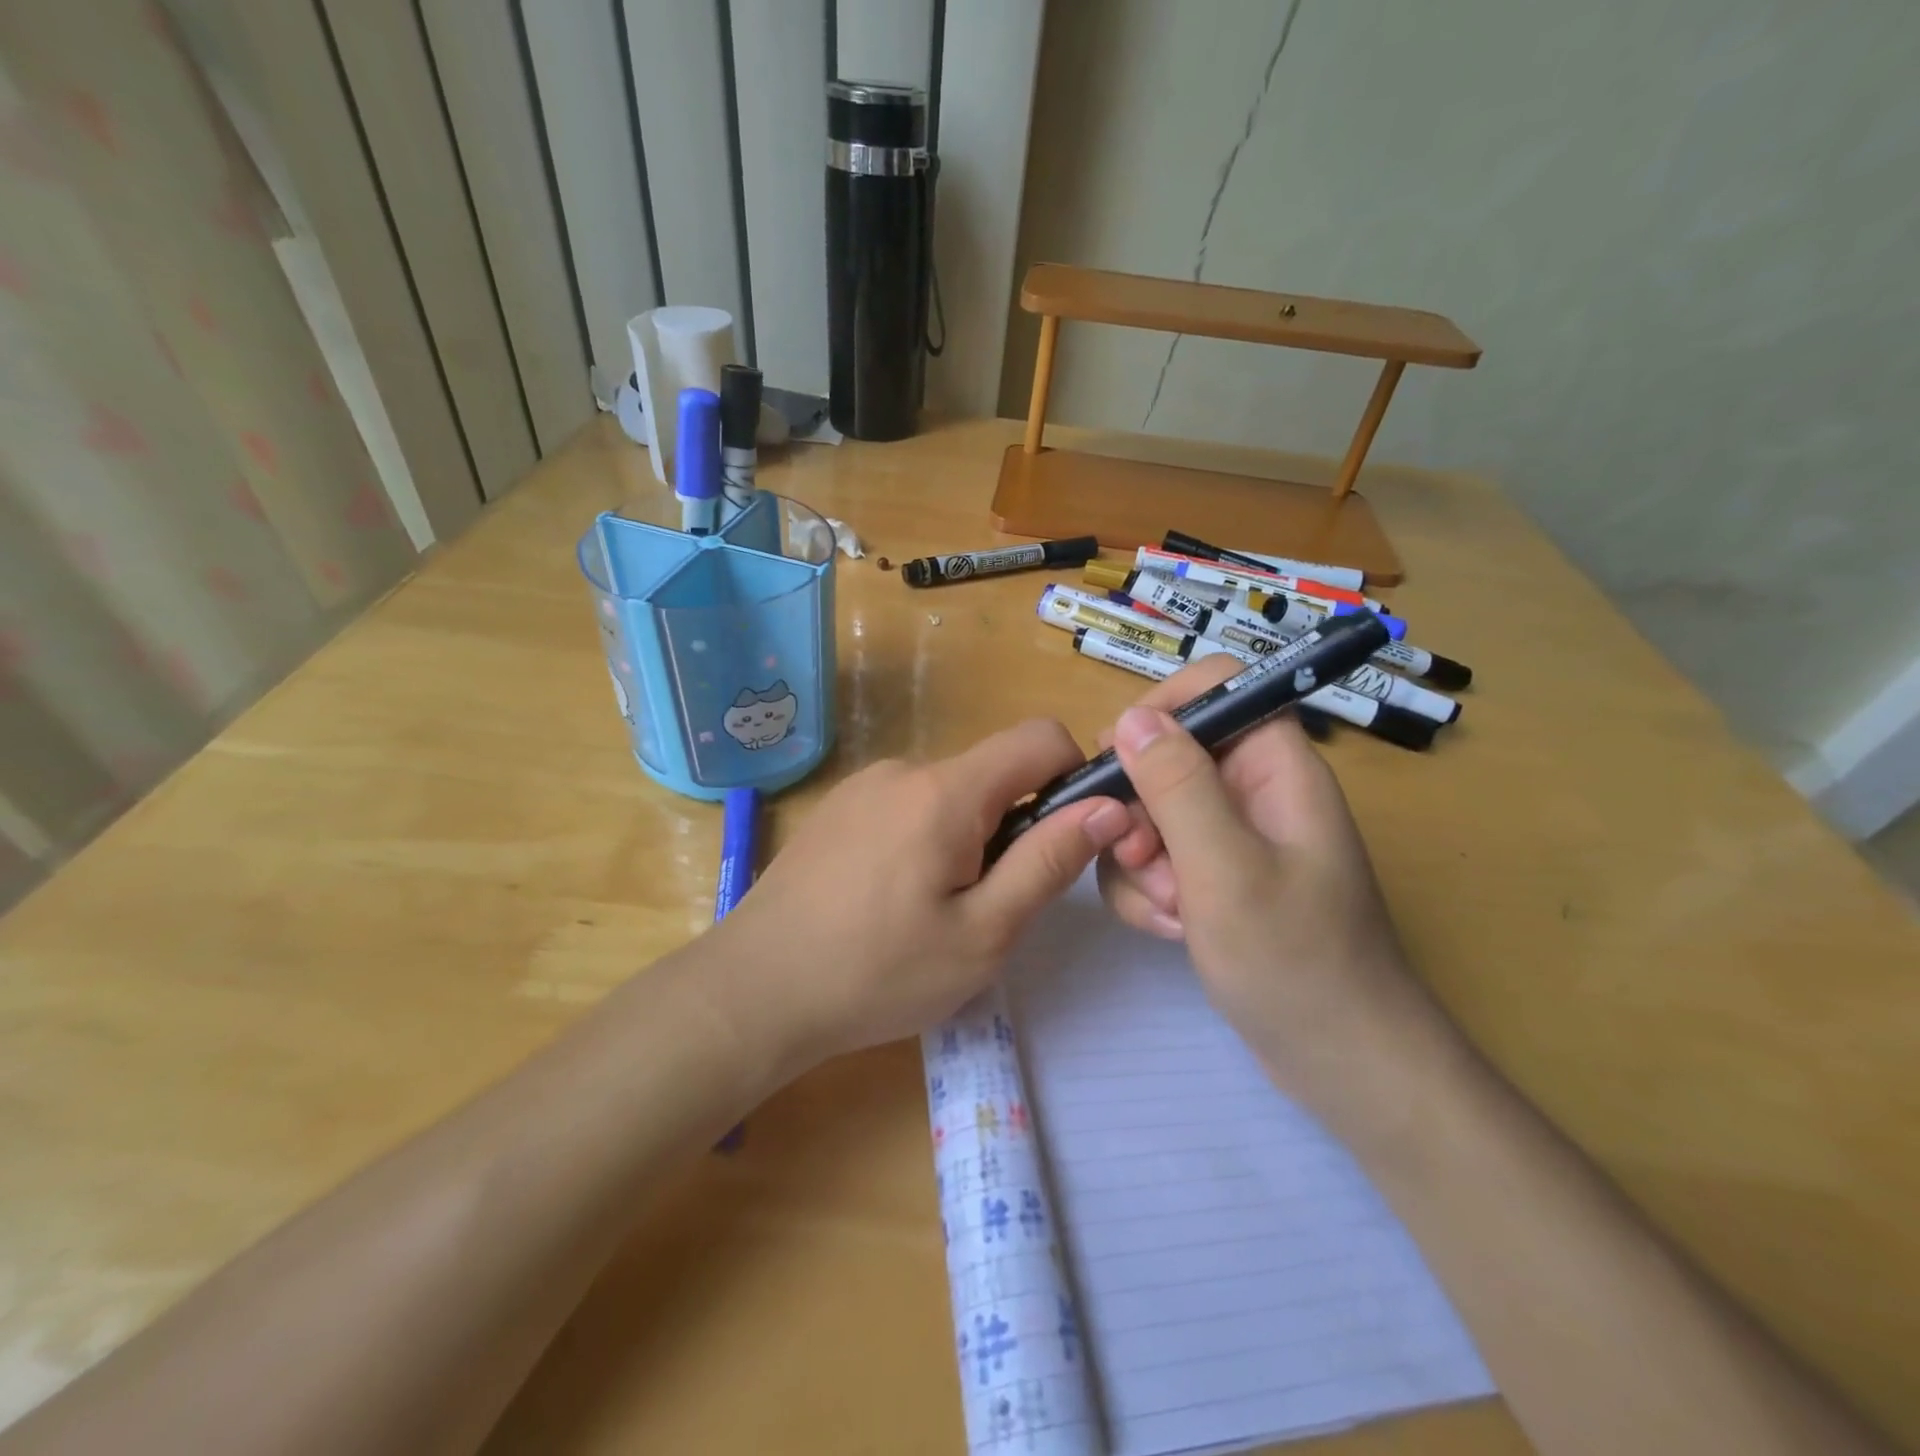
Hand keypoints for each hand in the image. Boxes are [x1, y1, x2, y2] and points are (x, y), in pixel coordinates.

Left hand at [715, 720, 1132, 1071]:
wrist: (753, 991)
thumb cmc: (878, 972)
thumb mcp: (983, 933)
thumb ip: (1048, 861)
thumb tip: (1108, 807)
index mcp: (946, 790)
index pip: (1040, 737)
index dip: (1074, 775)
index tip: (1067, 837)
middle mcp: (903, 769)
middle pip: (992, 773)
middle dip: (1011, 826)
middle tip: (987, 905)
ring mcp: (862, 786)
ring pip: (949, 794)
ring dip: (965, 838)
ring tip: (931, 912)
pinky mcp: (837, 809)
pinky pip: (906, 806)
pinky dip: (924, 840)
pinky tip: (889, 901)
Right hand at [1095, 657, 1438, 1122]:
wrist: (1342, 1063)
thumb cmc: (1295, 960)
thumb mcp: (1225, 868)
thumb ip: (1177, 786)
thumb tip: (1129, 718)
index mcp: (1275, 767)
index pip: (1217, 688)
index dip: (1163, 708)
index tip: (1118, 758)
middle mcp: (1253, 791)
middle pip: (1169, 756)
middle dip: (1140, 809)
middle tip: (1141, 857)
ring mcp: (1233, 838)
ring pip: (1152, 813)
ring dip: (1141, 861)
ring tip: (1169, 911)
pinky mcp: (1215, 878)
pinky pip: (1158, 859)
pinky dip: (1150, 892)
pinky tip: (1172, 931)